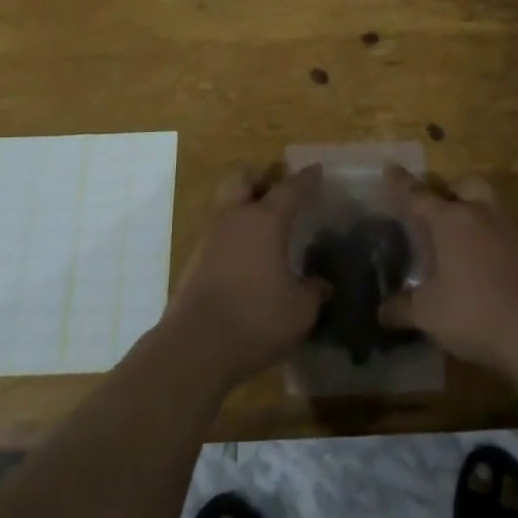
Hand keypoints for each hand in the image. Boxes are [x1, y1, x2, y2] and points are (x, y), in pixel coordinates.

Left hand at [160, 167, 328, 389]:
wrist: (194, 347)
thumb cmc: (255, 318)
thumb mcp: (300, 310)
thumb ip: (314, 292)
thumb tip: (323, 285)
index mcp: (264, 220)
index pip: (290, 189)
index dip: (306, 179)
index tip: (317, 170)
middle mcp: (234, 218)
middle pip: (242, 178)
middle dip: (259, 178)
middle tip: (276, 189)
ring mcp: (209, 237)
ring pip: (226, 204)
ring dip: (243, 207)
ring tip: (264, 228)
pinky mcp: (194, 261)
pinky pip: (218, 233)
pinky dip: (233, 236)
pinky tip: (247, 258)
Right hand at [379, 174, 517, 374]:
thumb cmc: (475, 311)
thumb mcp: (429, 313)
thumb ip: (402, 308)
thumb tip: (381, 312)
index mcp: (450, 220)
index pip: (418, 195)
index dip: (401, 184)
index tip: (390, 166)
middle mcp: (480, 215)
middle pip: (466, 184)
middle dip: (450, 189)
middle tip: (436, 209)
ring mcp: (508, 232)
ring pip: (488, 205)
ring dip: (472, 211)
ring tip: (456, 237)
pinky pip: (501, 232)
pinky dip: (487, 238)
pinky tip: (478, 263)